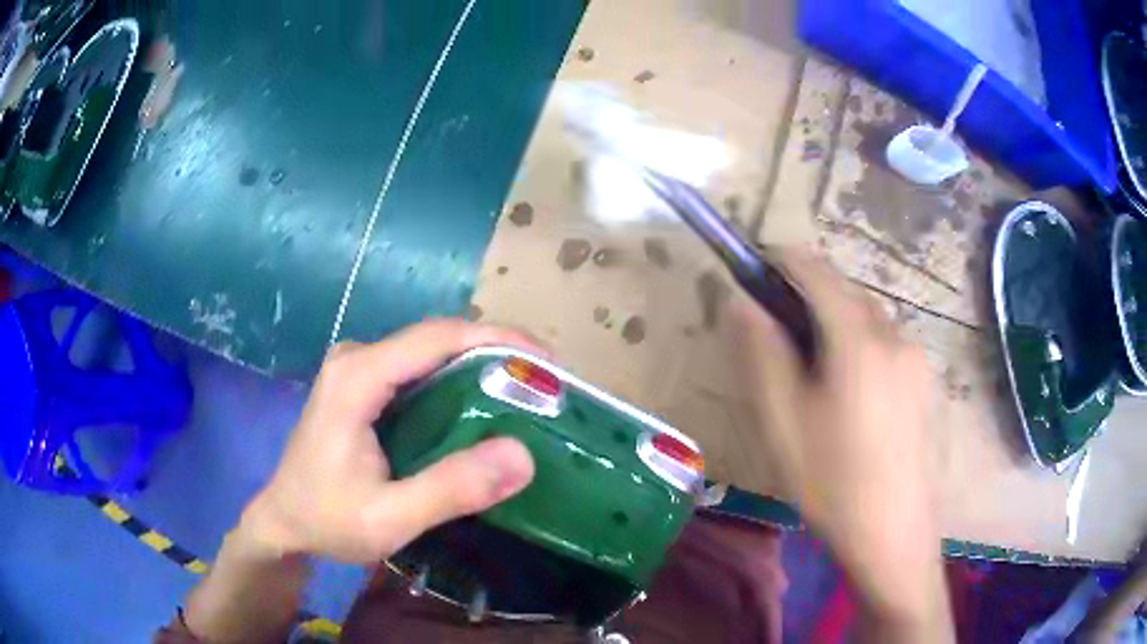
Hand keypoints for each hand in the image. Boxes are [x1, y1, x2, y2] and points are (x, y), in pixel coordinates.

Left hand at [240, 319, 543, 562]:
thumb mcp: (390, 518)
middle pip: (437, 338)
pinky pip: (417, 369)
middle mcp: (356, 357)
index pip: (438, 337)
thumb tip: (523, 456)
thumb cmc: (328, 520)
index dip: (497, 339)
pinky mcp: (360, 382)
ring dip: (478, 365)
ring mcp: (356, 367)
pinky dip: (455, 380)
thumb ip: (451, 489)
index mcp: (357, 377)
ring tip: (524, 394)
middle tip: (543, 385)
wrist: (283, 521)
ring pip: (430, 351)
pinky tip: (479, 406)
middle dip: (495, 352)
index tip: (546, 361)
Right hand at [730, 251, 947, 633]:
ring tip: (813, 369)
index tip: (755, 264)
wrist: (893, 535)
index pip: (817, 271)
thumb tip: (741, 301)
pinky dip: (860, 345)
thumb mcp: (783, 421)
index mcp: (859, 340)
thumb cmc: (832, 482)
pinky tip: (850, 394)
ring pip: (868, 318)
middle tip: (778, 332)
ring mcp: (916, 358)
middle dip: (809, 296)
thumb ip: (762, 353)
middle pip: (846, 292)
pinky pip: (886, 343)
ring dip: (836, 322)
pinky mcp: (925, 381)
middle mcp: (895, 335)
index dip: (783, 258)